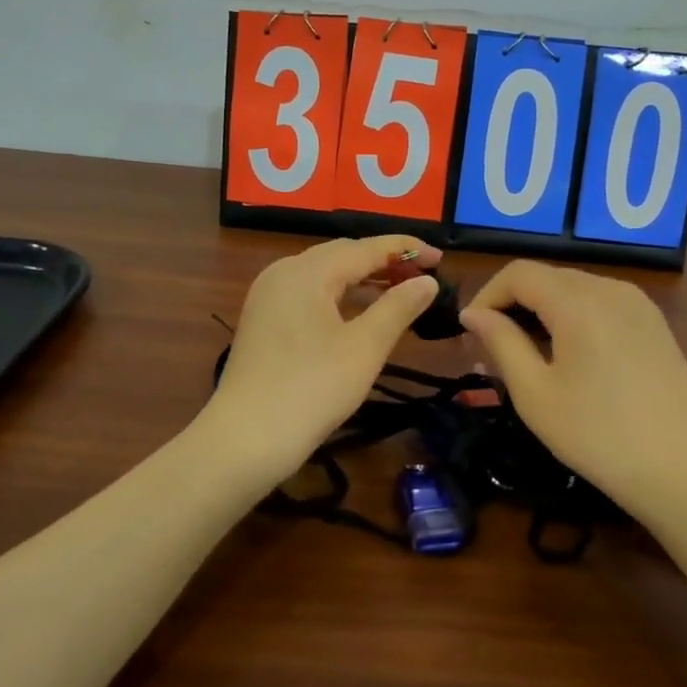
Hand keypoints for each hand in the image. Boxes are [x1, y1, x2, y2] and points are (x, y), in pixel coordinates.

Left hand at [204, 235, 441, 484]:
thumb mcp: (365, 347)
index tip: (440, 258)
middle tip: (423, 276)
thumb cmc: (312, 388)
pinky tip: (360, 313)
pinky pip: (309, 294)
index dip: (405, 250)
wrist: (246, 438)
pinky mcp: (263, 320)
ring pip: (324, 275)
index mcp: (306, 271)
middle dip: (384, 262)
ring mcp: (268, 297)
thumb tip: (428, 282)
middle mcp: (283, 273)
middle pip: (341, 255)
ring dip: (362, 279)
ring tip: (399, 291)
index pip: (364, 247)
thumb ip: (398, 307)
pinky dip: (339, 297)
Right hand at [460, 260, 686, 513]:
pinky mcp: (654, 324)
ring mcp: (639, 304)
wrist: (684, 471)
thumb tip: (473, 314)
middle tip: (492, 350)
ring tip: (527, 357)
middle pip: (547, 277)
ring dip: (542, 312)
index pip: (518, 273)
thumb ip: (501, 343)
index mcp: (578, 302)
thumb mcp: (535, 393)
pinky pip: (601, 304)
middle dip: (512, 305)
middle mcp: (610, 289)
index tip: (470, 334)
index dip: (486, 296)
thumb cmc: (598, 436)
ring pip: (574, 290)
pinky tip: (569, 358)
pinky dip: (573, 318)